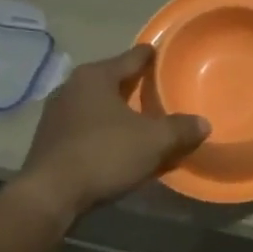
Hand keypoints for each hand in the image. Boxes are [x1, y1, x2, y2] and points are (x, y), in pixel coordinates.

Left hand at [13, 45, 209, 222]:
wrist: (50, 195)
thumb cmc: (104, 154)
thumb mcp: (153, 141)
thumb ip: (181, 129)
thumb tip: (203, 123)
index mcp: (95, 76)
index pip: (132, 57)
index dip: (152, 57)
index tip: (165, 56)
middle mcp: (72, 87)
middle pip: (113, 80)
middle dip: (135, 86)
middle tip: (159, 92)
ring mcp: (56, 114)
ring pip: (97, 105)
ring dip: (118, 112)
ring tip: (141, 121)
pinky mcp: (49, 139)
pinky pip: (85, 127)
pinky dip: (103, 131)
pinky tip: (117, 145)